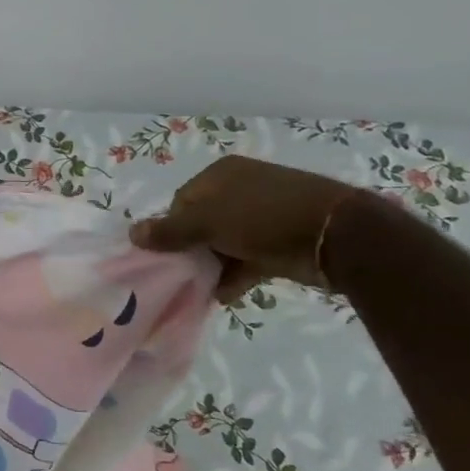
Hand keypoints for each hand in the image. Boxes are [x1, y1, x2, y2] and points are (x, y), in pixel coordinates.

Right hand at [130, 154, 358, 302]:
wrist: (336, 235)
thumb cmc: (263, 218)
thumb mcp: (208, 222)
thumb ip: (169, 231)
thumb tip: (133, 234)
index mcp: (221, 175)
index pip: (181, 202)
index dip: (171, 229)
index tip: (169, 256)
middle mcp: (241, 190)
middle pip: (202, 224)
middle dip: (192, 251)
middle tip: (183, 275)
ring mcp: (263, 216)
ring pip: (224, 244)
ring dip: (213, 267)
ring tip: (202, 290)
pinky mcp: (281, 241)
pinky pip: (247, 259)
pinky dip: (235, 276)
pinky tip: (225, 295)